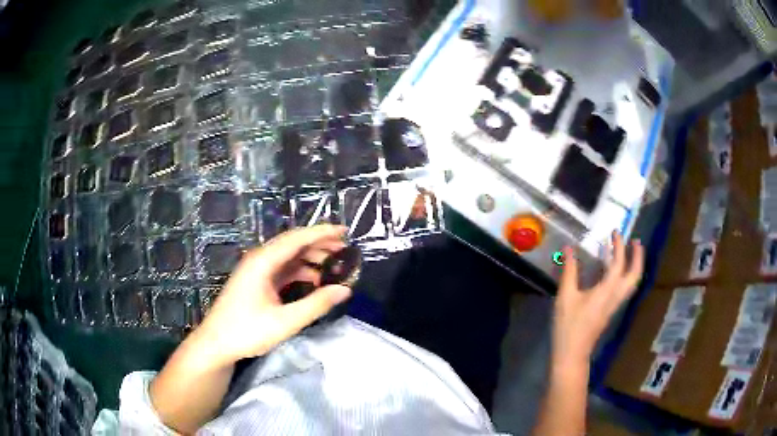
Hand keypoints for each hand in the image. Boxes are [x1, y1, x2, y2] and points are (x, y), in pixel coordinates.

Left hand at [197, 224, 351, 364]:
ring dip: (310, 257)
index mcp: (263, 262)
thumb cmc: (247, 331)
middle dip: (319, 243)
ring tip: (334, 263)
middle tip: (345, 248)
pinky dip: (300, 271)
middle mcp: (259, 259)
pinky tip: (314, 280)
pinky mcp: (256, 281)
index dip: (322, 233)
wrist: (216, 343)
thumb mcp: (285, 322)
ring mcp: (257, 270)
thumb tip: (344, 290)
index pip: (296, 238)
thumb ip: (316, 305)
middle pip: (293, 243)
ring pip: (288, 256)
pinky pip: (282, 269)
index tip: (345, 231)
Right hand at [553, 232, 643, 365]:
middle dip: (638, 256)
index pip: (619, 263)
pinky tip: (615, 271)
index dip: (619, 246)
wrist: (572, 353)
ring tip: (631, 252)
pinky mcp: (611, 310)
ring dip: (635, 265)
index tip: (615, 232)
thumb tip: (569, 248)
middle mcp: (616, 296)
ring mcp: (615, 304)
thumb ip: (569, 271)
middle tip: (635, 241)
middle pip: (635, 275)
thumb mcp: (565, 296)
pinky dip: (626, 274)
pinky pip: (625, 287)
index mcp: (607, 291)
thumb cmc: (568, 325)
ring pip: (632, 282)